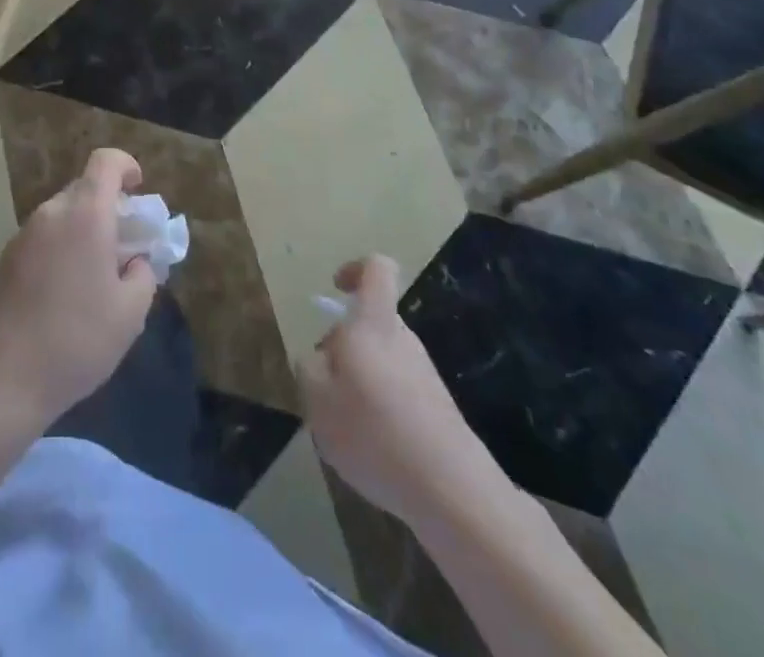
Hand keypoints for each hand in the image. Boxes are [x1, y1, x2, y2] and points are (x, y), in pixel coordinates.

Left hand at [0, 149, 157, 430]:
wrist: (2, 379)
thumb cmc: (77, 341)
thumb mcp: (130, 313)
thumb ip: (143, 274)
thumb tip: (135, 260)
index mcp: (85, 215)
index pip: (105, 162)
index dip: (126, 165)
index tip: (139, 190)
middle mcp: (51, 214)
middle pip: (84, 188)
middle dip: (109, 206)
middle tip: (125, 245)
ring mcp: (23, 235)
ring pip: (62, 214)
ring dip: (84, 228)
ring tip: (97, 274)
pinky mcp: (5, 259)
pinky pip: (43, 237)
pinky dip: (62, 247)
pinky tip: (66, 292)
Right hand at [296, 256, 479, 525]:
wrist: (452, 493)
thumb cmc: (374, 433)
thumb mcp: (317, 399)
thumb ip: (310, 368)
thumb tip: (321, 357)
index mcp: (374, 325)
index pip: (376, 270)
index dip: (354, 269)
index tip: (336, 290)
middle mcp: (403, 340)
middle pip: (371, 323)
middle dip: (344, 347)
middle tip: (325, 387)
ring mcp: (424, 375)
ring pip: (381, 361)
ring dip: (359, 383)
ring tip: (346, 428)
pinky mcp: (437, 410)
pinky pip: (397, 393)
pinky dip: (379, 412)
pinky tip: (374, 451)